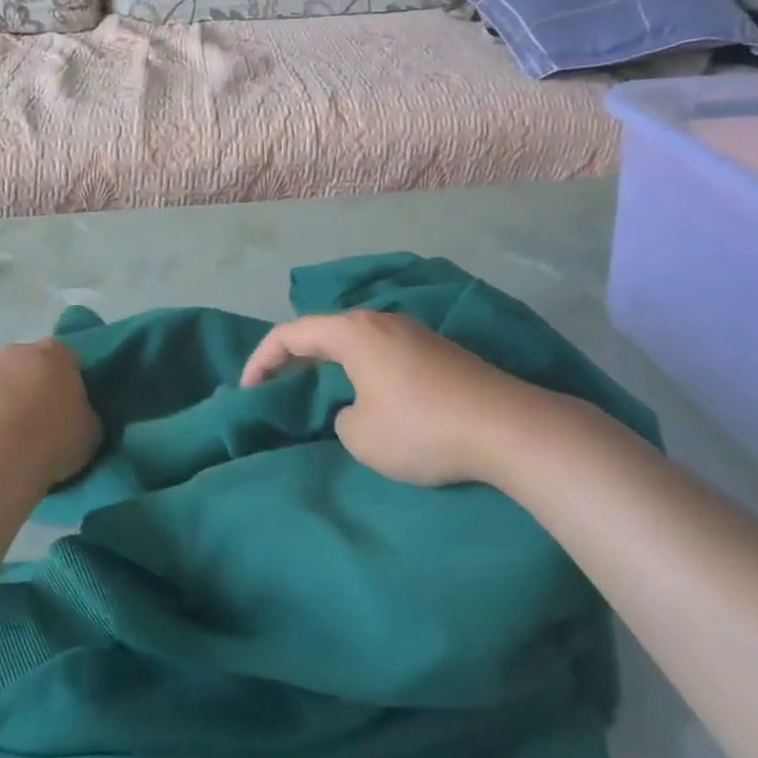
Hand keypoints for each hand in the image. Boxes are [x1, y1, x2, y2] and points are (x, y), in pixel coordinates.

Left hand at [0, 339, 100, 488]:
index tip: (67, 407)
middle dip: (29, 385)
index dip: (66, 382)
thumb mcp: (91, 431)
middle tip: (35, 421)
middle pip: (26, 364)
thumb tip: (79, 414)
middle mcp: (17, 350)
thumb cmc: (52, 441)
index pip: (66, 359)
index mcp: (56, 354)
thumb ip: (86, 413)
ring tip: (2, 435)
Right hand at [241, 311, 603, 489]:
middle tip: (277, 388)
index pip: (290, 334)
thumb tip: (357, 409)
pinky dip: (362, 369)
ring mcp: (415, 333)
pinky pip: (384, 353)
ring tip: (319, 392)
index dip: (261, 360)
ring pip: (356, 341)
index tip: (247, 391)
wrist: (510, 429)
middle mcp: (381, 321)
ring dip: (331, 364)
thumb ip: (341, 418)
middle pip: (323, 331)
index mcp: (353, 332)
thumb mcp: (360, 436)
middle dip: (294, 359)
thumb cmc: (422, 429)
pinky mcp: (440, 352)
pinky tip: (370, 396)